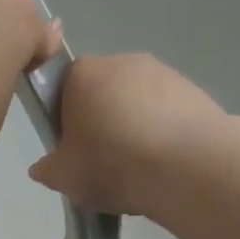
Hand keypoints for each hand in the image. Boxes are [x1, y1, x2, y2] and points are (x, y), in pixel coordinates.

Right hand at [29, 54, 225, 218]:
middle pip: (102, 92)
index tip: (71, 149)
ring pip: (137, 103)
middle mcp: (122, 61)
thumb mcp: (63, 177)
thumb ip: (47, 168)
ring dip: (135, 128)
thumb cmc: (112, 163)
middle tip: (103, 163)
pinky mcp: (195, 91)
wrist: (189, 167)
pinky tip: (165, 166)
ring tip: (139, 169)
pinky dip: (164, 134)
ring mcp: (163, 72)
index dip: (64, 120)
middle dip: (101, 122)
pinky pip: (168, 114)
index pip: (62, 88)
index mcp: (81, 73)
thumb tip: (44, 166)